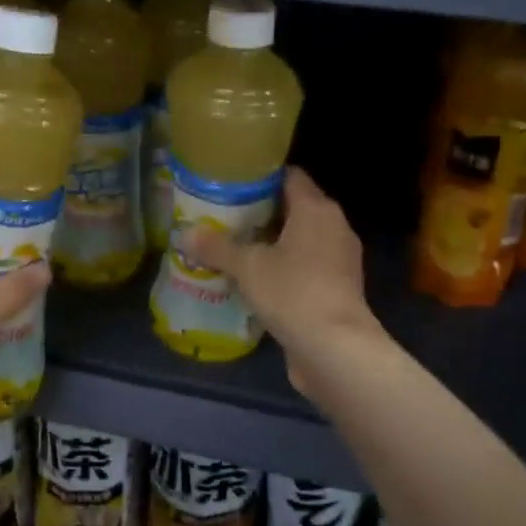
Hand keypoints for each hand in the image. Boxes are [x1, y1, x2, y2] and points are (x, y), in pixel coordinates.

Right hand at [185, 168, 381, 391]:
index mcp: (316, 209)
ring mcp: (340, 260)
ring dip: (271, 244)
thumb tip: (186, 234)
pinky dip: (283, 269)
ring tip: (233, 249)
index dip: (260, 178)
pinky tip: (255, 282)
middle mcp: (334, 227)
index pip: (290, 176)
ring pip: (300, 240)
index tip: (231, 185)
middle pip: (294, 208)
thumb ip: (216, 247)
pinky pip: (306, 267)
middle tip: (223, 218)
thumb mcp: (247, 267)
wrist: (335, 349)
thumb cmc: (293, 292)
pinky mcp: (338, 289)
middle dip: (260, 213)